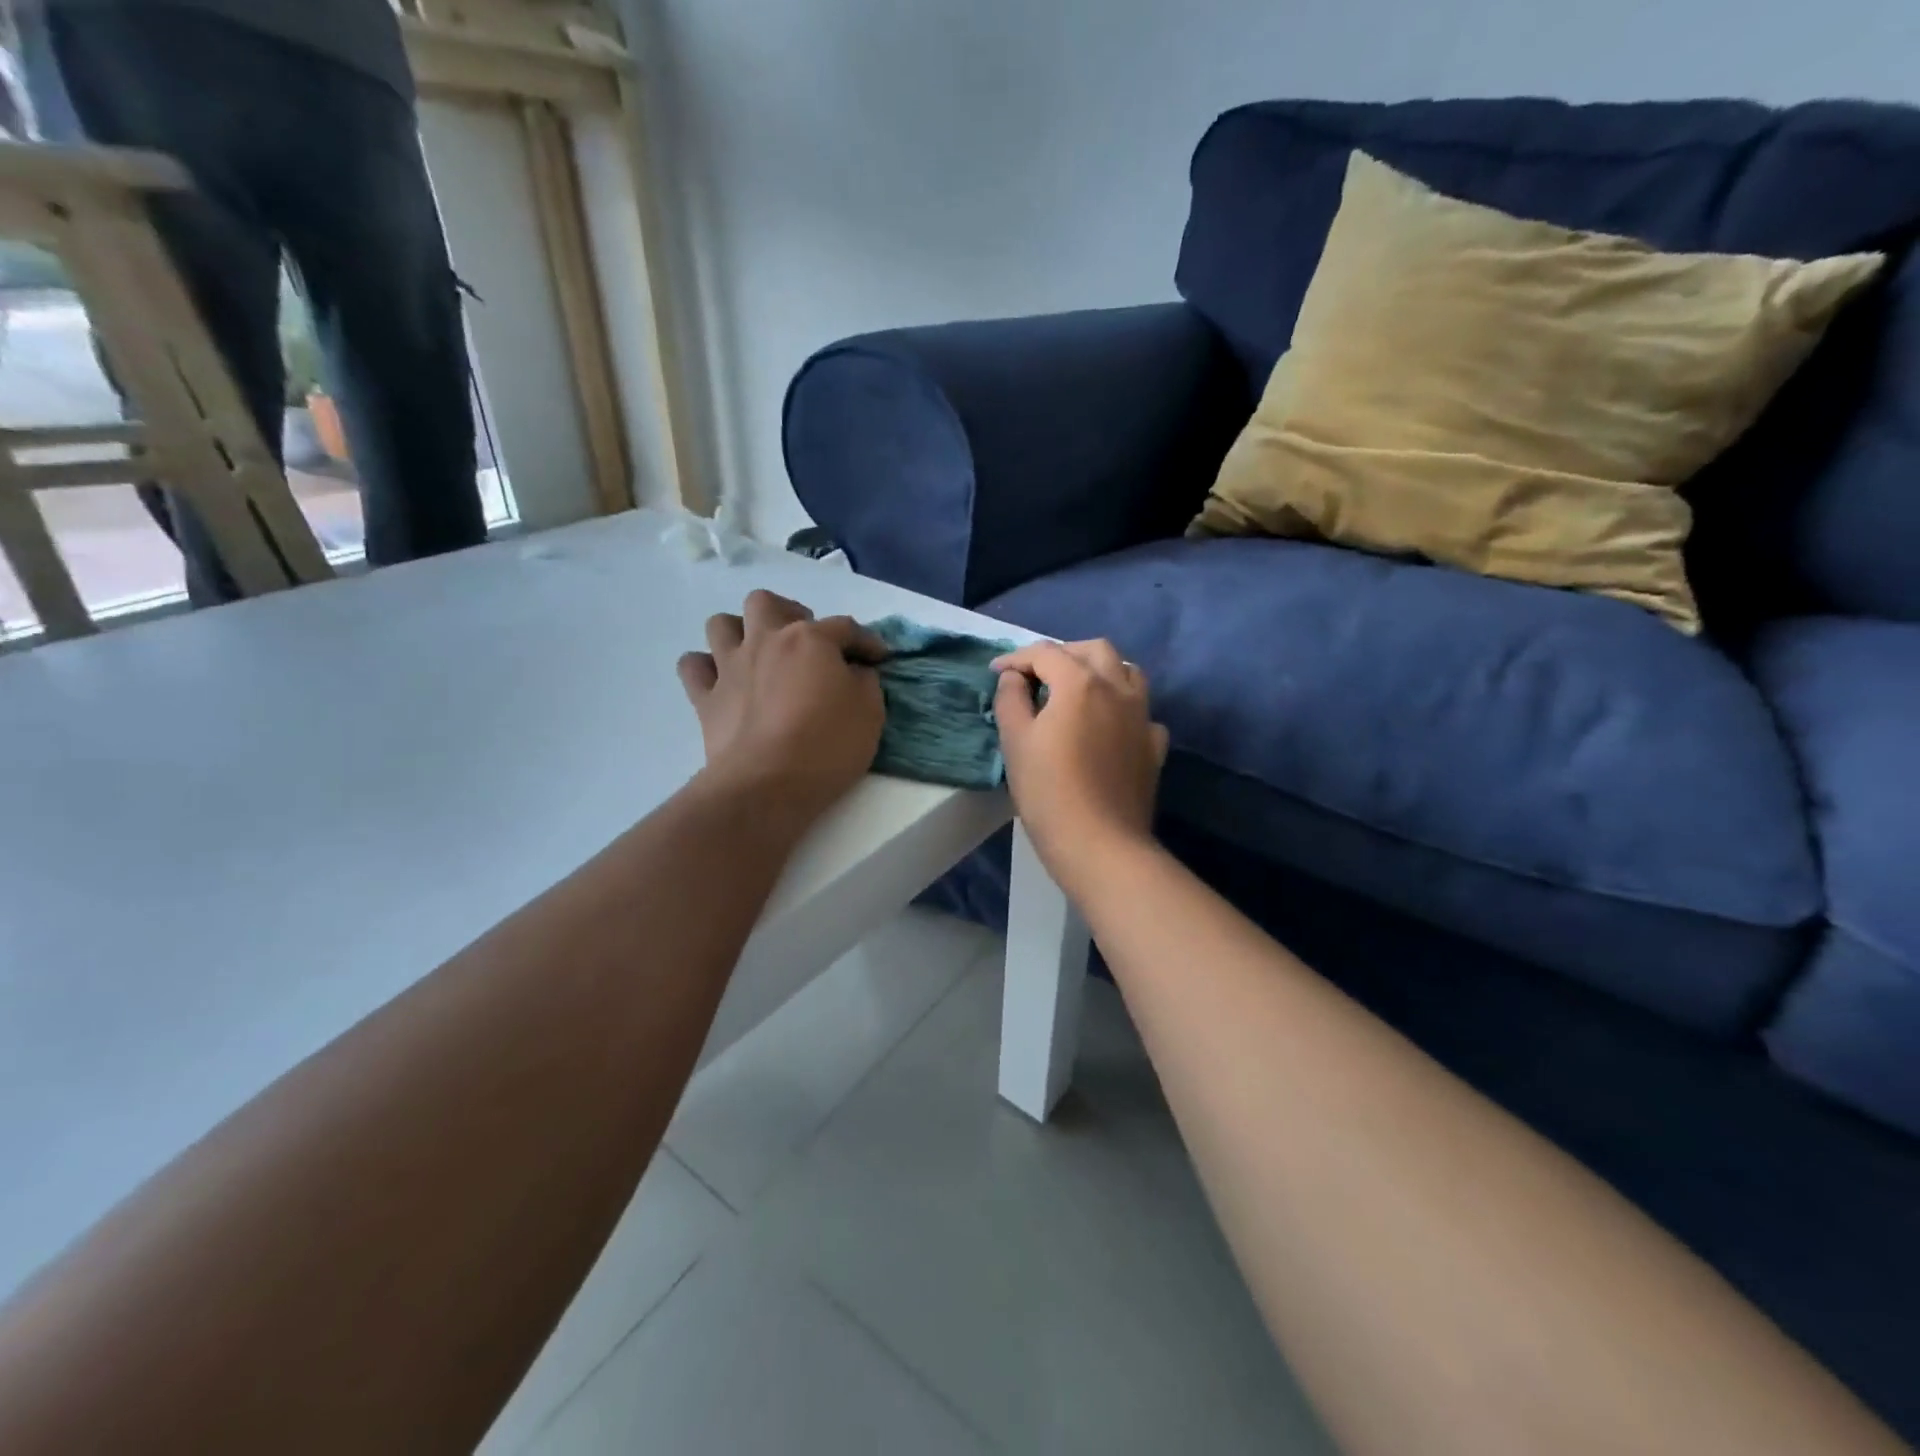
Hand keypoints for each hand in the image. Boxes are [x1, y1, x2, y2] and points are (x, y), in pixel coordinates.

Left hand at [678, 591, 886, 819]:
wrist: (767, 784)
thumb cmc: (827, 745)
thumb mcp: (870, 712)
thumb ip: (864, 681)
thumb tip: (854, 672)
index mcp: (809, 639)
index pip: (844, 627)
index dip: (866, 641)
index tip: (879, 658)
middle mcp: (765, 641)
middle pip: (766, 602)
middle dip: (788, 613)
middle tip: (805, 642)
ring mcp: (729, 667)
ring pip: (721, 624)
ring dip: (740, 631)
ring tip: (758, 653)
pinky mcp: (705, 698)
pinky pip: (693, 666)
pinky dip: (706, 667)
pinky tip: (722, 680)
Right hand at [992, 640, 1169, 894]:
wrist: (1101, 844)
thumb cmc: (1049, 792)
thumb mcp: (1015, 742)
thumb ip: (1010, 699)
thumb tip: (1013, 678)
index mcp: (1080, 683)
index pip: (1046, 653)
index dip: (1016, 658)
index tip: (996, 673)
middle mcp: (1117, 688)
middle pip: (1094, 650)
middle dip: (1063, 654)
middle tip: (1038, 675)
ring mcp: (1142, 716)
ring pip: (1127, 672)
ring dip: (1101, 671)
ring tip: (1077, 690)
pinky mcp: (1154, 745)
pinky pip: (1141, 712)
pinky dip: (1122, 708)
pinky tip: (1108, 727)